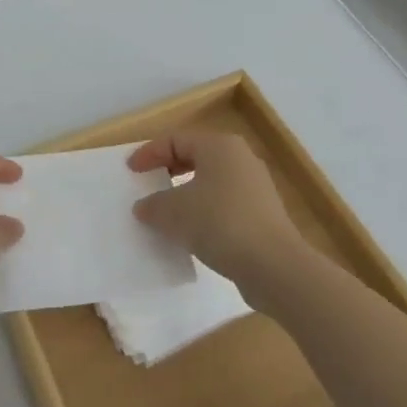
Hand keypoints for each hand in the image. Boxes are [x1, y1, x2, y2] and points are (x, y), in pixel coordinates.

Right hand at [129, 132, 302, 284]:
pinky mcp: (262, 215)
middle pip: (195, 157)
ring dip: (185, 194)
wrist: (275, 267)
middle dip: (168, 170)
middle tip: (147, 184)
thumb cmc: (220, 223)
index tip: (131, 171)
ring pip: (210, 182)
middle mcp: (240, 158)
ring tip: (166, 212)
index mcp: (219, 146)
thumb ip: (153, 206)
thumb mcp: (174, 213)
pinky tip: (192, 233)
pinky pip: (224, 204)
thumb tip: (144, 207)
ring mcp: (255, 187)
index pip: (175, 140)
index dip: (149, 153)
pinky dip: (204, 212)